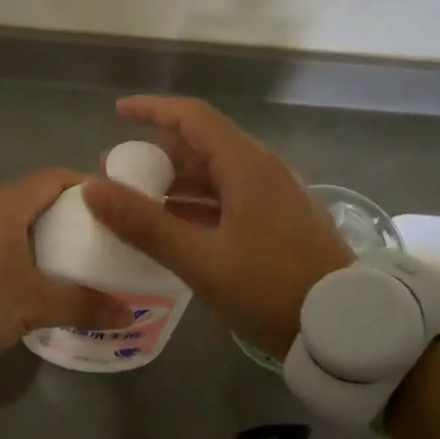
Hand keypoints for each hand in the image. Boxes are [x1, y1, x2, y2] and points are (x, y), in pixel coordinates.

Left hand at [0, 169, 130, 356]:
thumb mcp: (37, 305)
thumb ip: (84, 306)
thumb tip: (128, 314)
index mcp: (7, 206)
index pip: (54, 178)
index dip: (85, 185)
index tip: (111, 204)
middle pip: (34, 198)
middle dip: (66, 213)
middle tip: (96, 236)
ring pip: (12, 221)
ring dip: (39, 234)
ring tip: (68, 258)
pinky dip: (17, 250)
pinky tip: (28, 278)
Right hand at [82, 97, 353, 357]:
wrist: (346, 328)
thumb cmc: (271, 289)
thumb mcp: (201, 259)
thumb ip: (145, 224)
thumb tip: (92, 188)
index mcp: (247, 167)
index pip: (193, 118)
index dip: (152, 110)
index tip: (117, 113)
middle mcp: (263, 171)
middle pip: (202, 146)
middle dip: (156, 154)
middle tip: (116, 172)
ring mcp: (274, 197)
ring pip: (215, 175)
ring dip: (174, 183)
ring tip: (136, 201)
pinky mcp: (279, 223)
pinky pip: (228, 199)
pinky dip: (195, 205)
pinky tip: (173, 228)